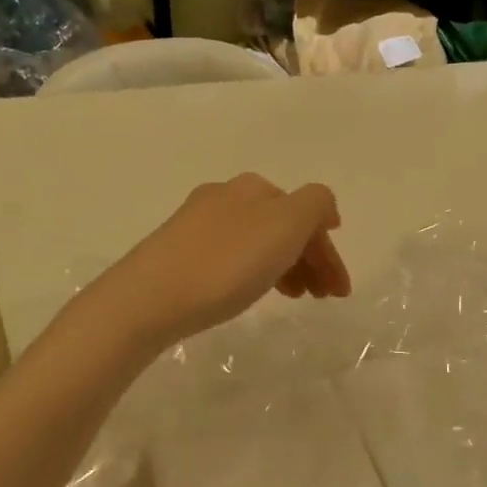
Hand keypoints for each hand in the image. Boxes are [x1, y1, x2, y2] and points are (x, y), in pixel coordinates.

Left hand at [96, 174, 350, 349]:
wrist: (148, 298)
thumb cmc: (226, 262)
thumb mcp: (286, 225)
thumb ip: (316, 205)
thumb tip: (322, 208)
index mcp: (255, 187)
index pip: (307, 214)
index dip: (328, 252)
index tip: (339, 292)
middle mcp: (226, 195)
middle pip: (282, 225)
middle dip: (309, 259)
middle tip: (321, 297)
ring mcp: (197, 222)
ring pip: (257, 241)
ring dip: (285, 266)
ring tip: (293, 298)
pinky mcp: (176, 250)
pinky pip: (232, 255)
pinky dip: (255, 270)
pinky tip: (251, 290)